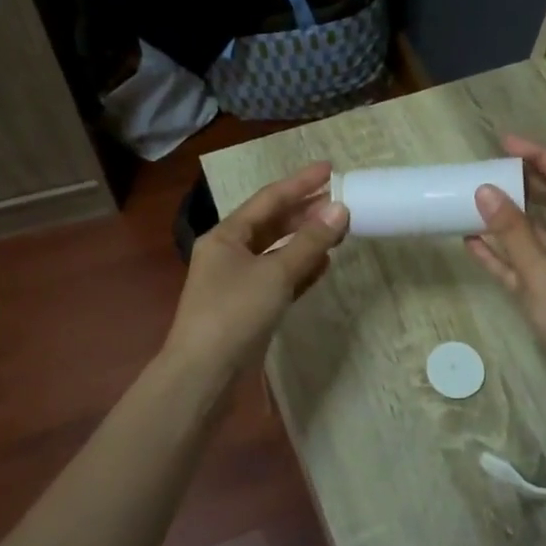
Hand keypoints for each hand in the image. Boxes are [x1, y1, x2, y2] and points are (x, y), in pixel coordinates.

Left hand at [163, 162, 349, 387]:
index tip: (330, 168)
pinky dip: (300, 269)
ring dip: (306, 240)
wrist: (203, 376)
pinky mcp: (249, 309)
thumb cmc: (234, 315)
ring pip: (277, 252)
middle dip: (305, 211)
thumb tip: (340, 210)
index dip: (300, 183)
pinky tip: (323, 264)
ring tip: (339, 228)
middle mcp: (229, 254)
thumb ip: (309, 242)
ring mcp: (238, 283)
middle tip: (341, 200)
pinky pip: (279, 279)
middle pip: (272, 224)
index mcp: (226, 236)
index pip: (268, 200)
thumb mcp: (274, 274)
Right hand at [465, 136, 545, 413]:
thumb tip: (485, 189)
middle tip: (485, 169)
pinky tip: (473, 243)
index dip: (540, 155)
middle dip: (522, 184)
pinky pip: (530, 264)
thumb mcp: (543, 275)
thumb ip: (513, 232)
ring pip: (540, 233)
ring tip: (473, 201)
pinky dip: (505, 254)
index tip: (504, 143)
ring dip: (509, 219)